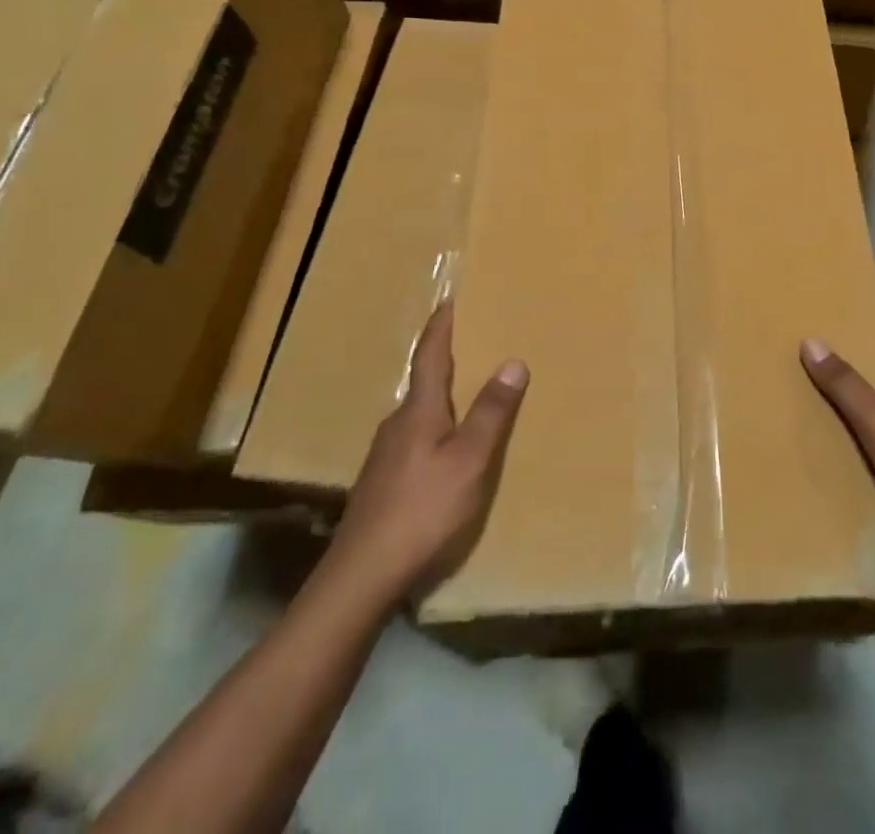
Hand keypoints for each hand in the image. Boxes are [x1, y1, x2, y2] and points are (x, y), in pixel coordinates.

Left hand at [327, 302, 528, 604]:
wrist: (361, 575)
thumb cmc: (422, 510)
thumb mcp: (469, 461)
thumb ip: (491, 412)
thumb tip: (513, 361)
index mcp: (418, 410)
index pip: (430, 354)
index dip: (441, 325)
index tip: (450, 299)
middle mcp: (397, 423)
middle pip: (423, 380)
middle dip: (446, 358)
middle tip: (473, 341)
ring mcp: (385, 454)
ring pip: (418, 411)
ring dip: (440, 395)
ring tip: (466, 392)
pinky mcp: (382, 481)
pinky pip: (414, 437)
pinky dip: (434, 425)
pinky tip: (446, 446)